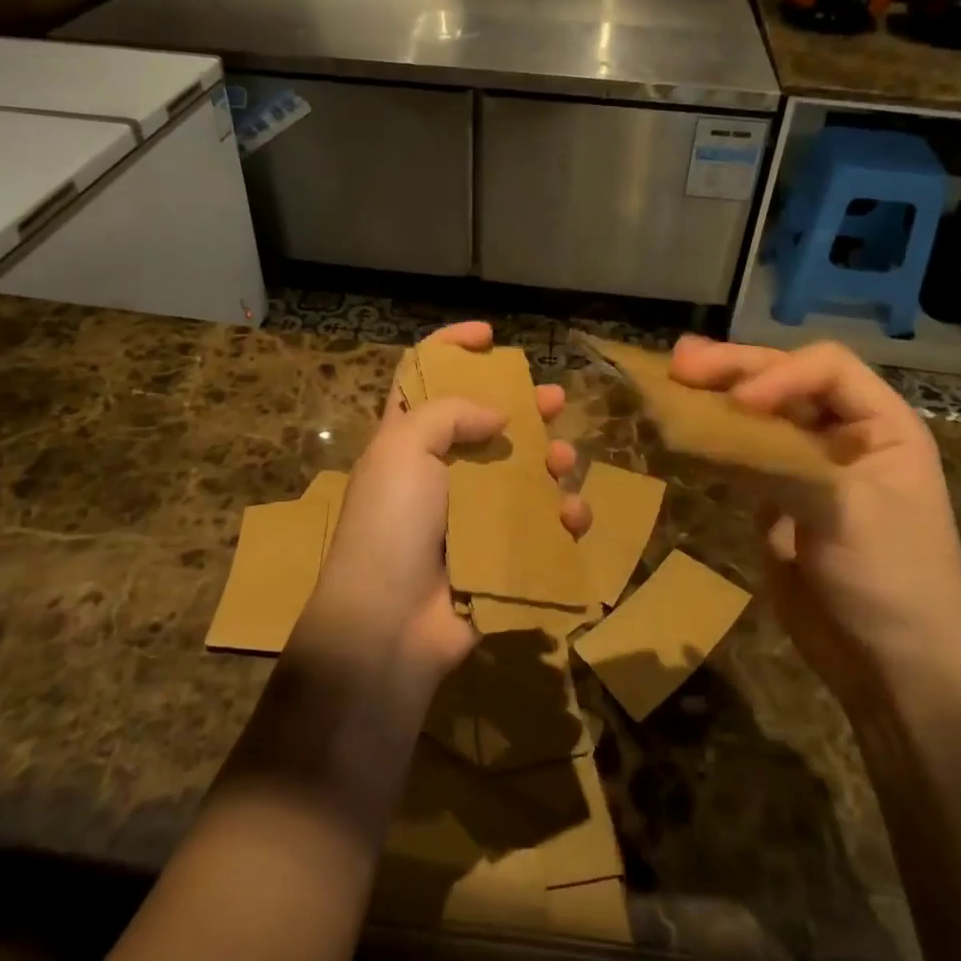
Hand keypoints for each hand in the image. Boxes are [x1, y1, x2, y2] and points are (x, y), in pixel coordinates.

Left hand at [297, 323, 588, 696]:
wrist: (388, 624)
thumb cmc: (391, 523)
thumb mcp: (406, 448)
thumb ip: (451, 414)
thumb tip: (496, 417)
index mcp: (406, 440)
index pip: (423, 376)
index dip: (451, 347)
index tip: (490, 335)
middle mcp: (437, 472)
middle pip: (484, 424)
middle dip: (522, 407)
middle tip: (554, 399)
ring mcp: (468, 515)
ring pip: (519, 474)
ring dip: (548, 462)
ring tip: (564, 462)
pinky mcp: (496, 554)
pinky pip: (538, 527)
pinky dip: (560, 517)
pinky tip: (572, 516)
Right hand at [668, 337, 960, 691]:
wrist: (893, 669)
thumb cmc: (890, 579)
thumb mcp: (845, 509)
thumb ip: (779, 460)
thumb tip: (705, 427)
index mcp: (882, 426)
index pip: (827, 369)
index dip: (779, 373)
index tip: (739, 401)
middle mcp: (844, 435)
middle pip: (785, 383)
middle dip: (735, 369)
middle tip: (680, 362)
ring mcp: (808, 466)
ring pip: (758, 415)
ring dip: (717, 395)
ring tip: (672, 376)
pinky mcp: (777, 498)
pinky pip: (742, 455)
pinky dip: (712, 438)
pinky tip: (682, 426)